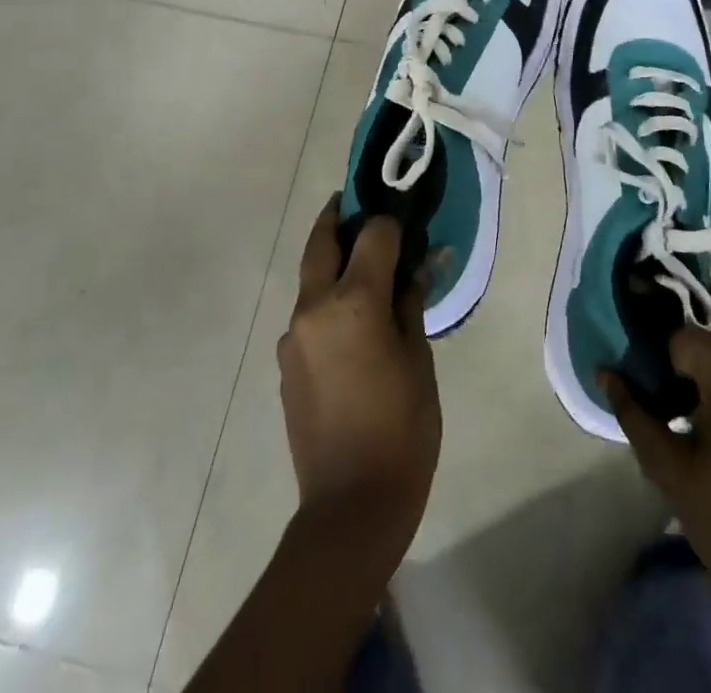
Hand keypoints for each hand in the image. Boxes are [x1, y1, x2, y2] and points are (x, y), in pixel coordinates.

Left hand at [278, 197, 440, 547]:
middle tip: (361, 204)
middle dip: (339, 216)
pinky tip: (353, 320)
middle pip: (321, 241)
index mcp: (353, 302)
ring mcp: (293, 335)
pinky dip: (328, 299)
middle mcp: (313, 308)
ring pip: (310, 277)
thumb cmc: (402, 427)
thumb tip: (424, 260)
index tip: (406, 218)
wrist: (351, 506)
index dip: (392, 221)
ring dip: (333, 261)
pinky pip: (308, 312)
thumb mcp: (419, 358)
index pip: (373, 234)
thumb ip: (413, 301)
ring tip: (365, 266)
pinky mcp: (286, 361)